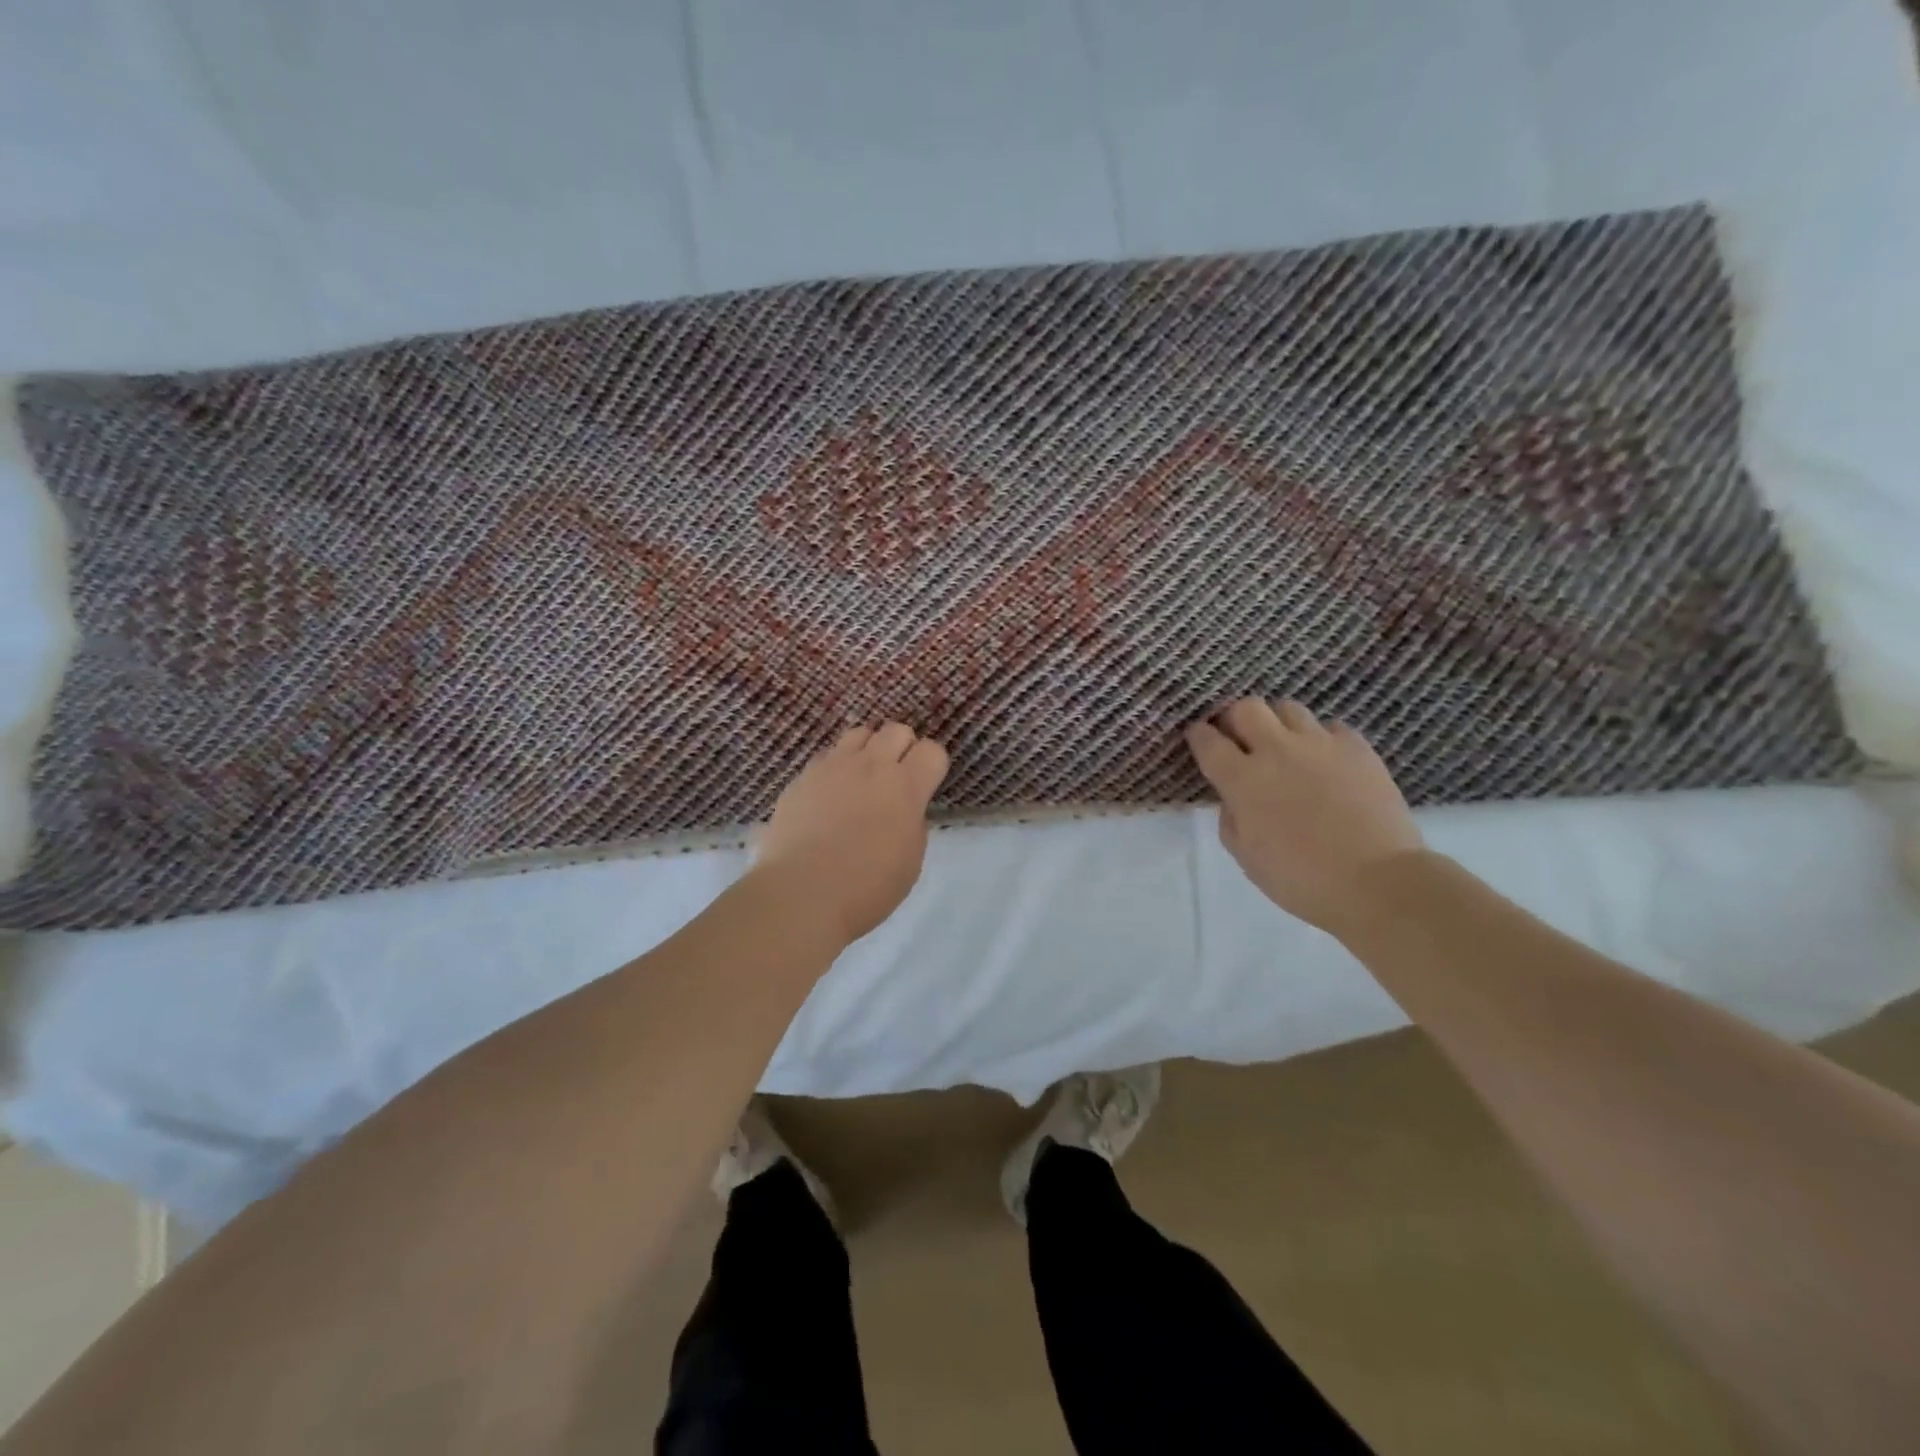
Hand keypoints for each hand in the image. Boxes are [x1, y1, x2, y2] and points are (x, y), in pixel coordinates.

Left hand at [753, 723, 950, 945]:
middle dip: (903, 748)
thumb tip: (903, 809)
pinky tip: (830, 795)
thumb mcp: (910, 859)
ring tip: (863, 779)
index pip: (932, 750)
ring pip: (859, 733)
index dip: (932, 766)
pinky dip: (836, 768)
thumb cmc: (867, 887)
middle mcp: (870, 766)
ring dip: (868, 750)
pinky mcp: (802, 777)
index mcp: (905, 786)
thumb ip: (912, 822)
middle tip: (897, 778)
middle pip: (896, 730)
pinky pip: (827, 756)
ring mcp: (832, 767)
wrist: (802, 893)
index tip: (926, 785)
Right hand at [1186, 698, 1424, 934]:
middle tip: (1239, 739)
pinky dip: (1320, 739)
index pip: (1207, 740)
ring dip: (1277, 724)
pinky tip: (1325, 761)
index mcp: (1242, 780)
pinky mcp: (1357, 748)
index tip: (1199, 740)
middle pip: (1245, 708)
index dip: (1198, 736)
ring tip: (1284, 746)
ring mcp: (1320, 744)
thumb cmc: (1302, 880)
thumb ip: (1230, 819)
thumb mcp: (1247, 858)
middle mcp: (1277, 750)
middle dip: (1235, 719)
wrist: (1378, 883)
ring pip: (1288, 708)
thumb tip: (1233, 798)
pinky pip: (1330, 727)